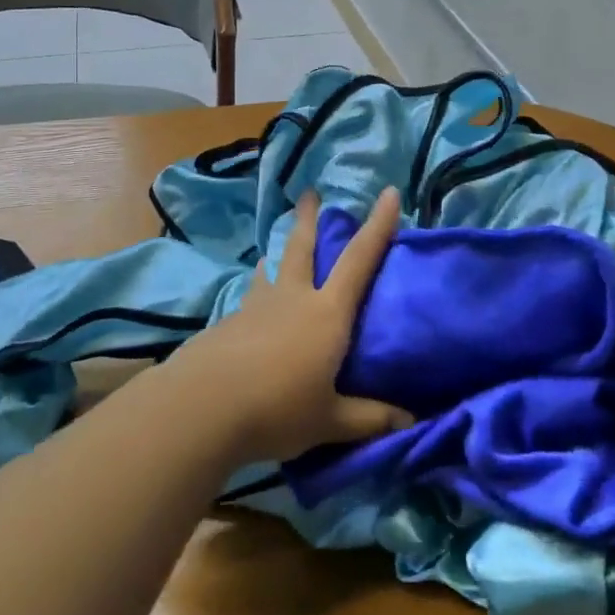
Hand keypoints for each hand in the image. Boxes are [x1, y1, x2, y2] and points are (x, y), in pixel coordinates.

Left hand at [171, 188, 414, 462]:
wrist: (203, 406)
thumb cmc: (278, 408)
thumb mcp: (330, 420)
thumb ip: (370, 418)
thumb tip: (411, 421)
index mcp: (327, 314)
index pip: (360, 260)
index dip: (378, 226)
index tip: (389, 193)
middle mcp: (294, 299)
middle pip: (303, 248)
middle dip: (309, 219)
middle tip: (309, 193)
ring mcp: (257, 307)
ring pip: (271, 270)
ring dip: (277, 254)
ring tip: (274, 249)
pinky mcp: (229, 323)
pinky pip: (250, 298)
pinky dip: (257, 291)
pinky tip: (251, 308)